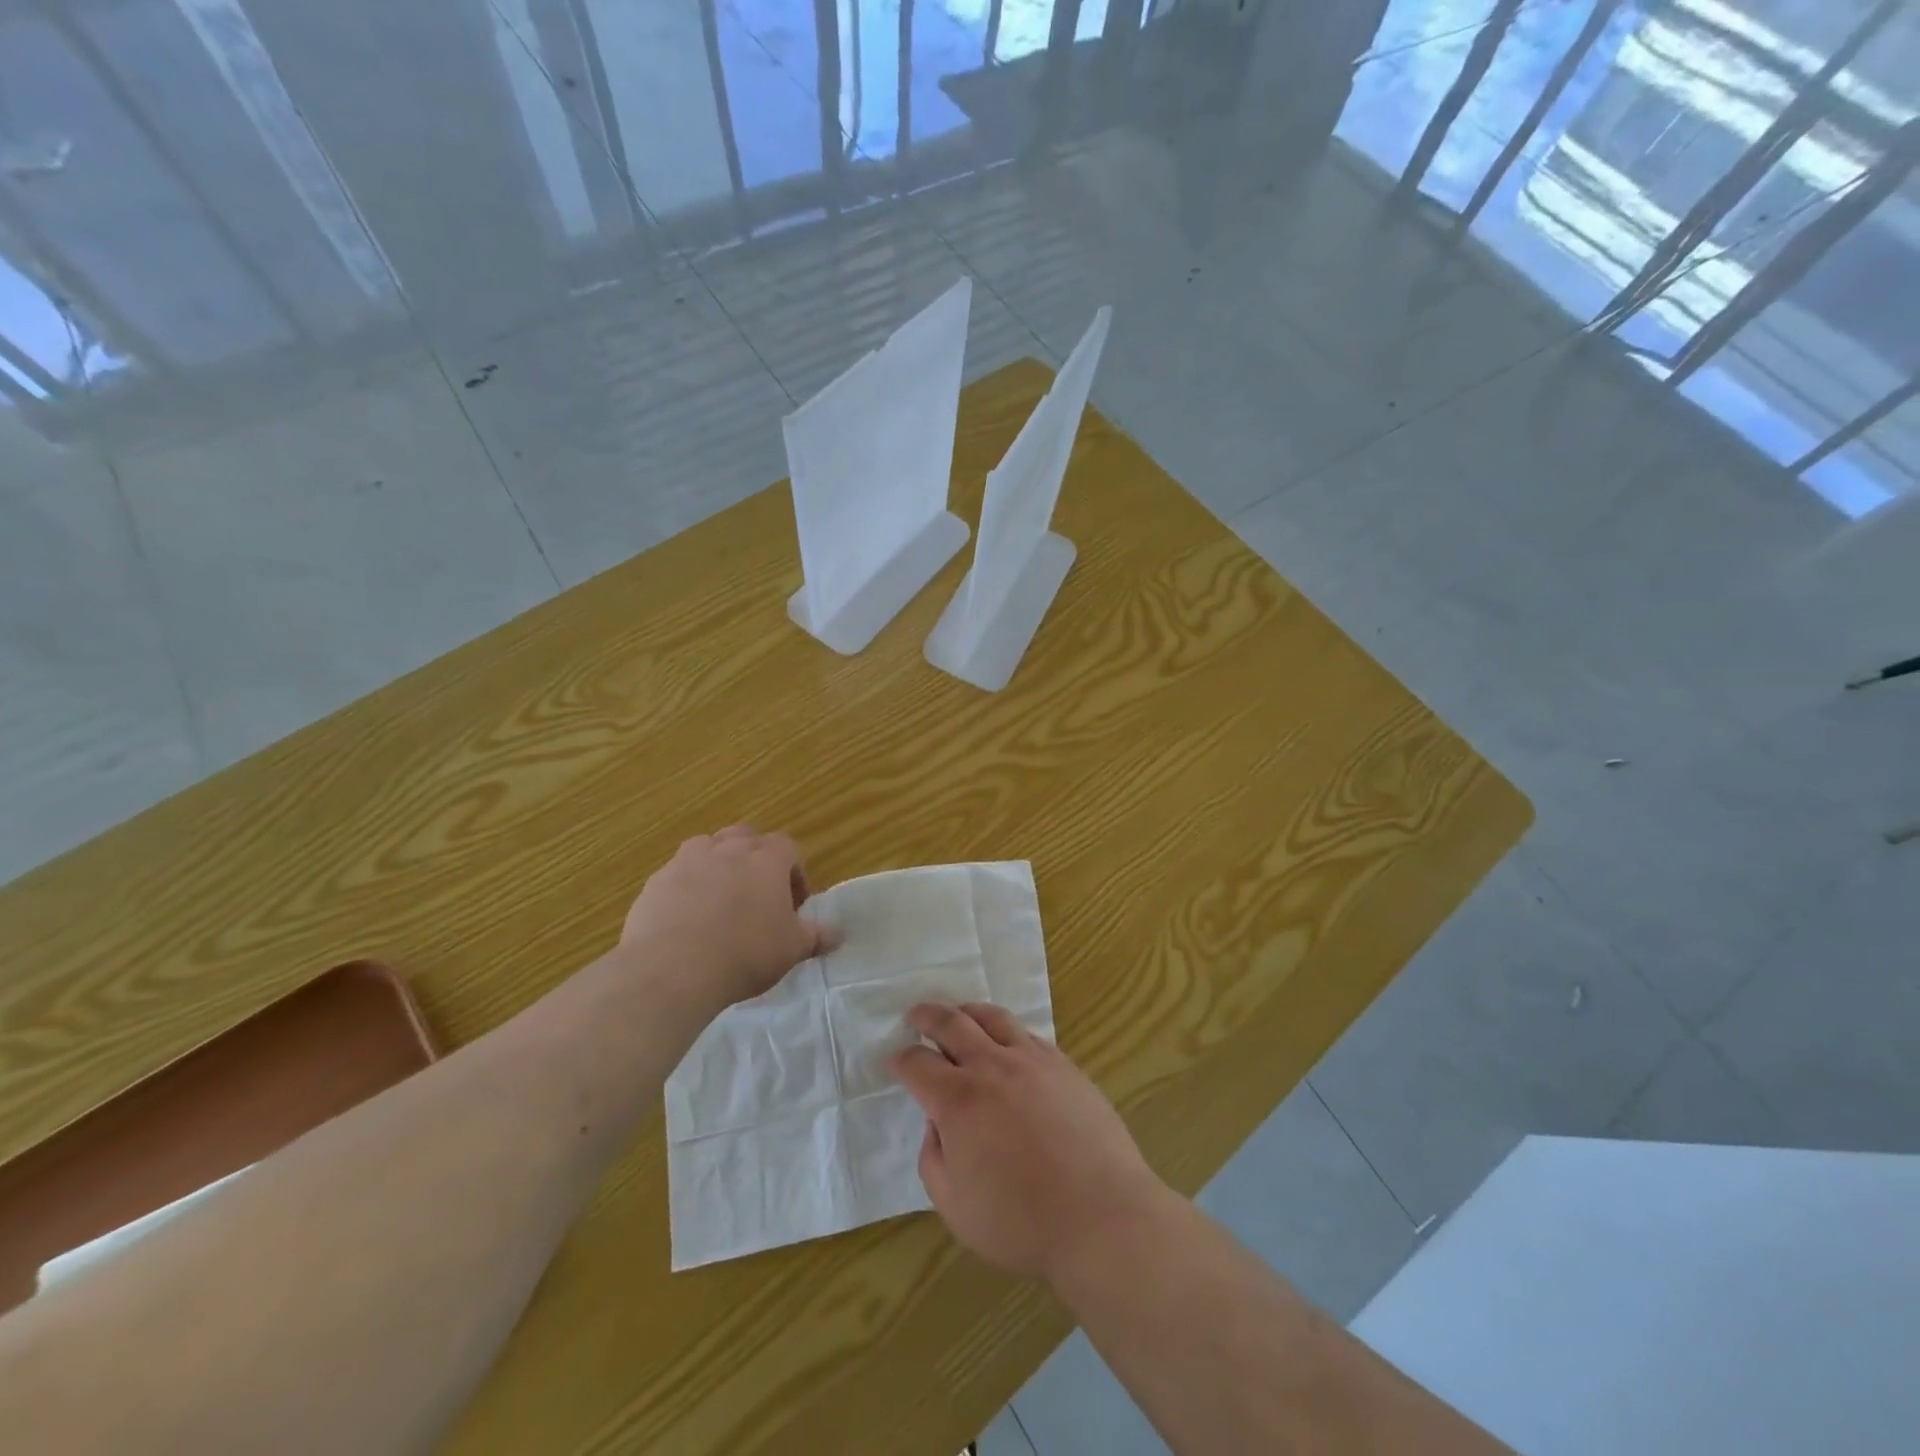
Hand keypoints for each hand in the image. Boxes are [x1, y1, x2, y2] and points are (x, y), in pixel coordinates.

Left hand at [621, 826, 833, 1009]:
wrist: (673, 967)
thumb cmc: (745, 953)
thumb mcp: (791, 949)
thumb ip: (816, 937)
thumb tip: (838, 934)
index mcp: (766, 860)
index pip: (787, 847)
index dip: (794, 871)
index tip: (794, 903)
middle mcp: (728, 850)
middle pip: (746, 836)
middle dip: (754, 857)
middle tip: (758, 892)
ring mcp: (687, 861)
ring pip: (708, 846)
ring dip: (717, 863)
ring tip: (720, 898)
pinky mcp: (656, 881)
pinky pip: (676, 873)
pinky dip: (685, 886)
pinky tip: (686, 917)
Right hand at [890, 1003, 1174, 1283]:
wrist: (1100, 1215)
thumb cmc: (1021, 1221)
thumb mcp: (954, 1206)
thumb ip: (933, 1158)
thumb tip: (937, 1124)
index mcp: (958, 1100)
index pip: (918, 1064)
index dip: (901, 1060)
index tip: (895, 1060)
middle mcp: (991, 1067)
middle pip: (951, 1024)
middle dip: (928, 1016)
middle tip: (916, 1015)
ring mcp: (1031, 1060)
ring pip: (992, 1018)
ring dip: (968, 1012)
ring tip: (960, 1014)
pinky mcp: (1063, 1065)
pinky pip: (1027, 1034)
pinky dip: (1007, 1030)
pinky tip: (1007, 1041)